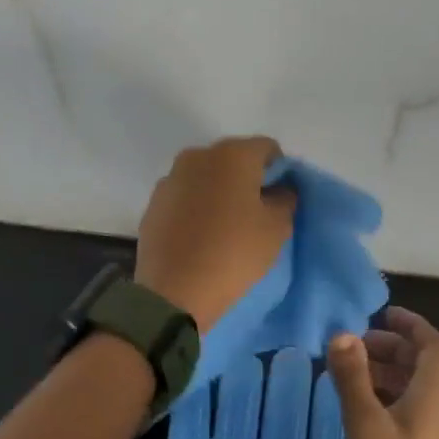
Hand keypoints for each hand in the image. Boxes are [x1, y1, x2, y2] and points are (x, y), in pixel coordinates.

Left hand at [135, 137, 295, 333]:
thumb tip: (279, 189)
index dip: (279, 170)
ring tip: (225, 227)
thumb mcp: (276, 228)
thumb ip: (284, 199)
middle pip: (232, 159)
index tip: (280, 198)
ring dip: (218, 192)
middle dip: (246, 179)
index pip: (266, 148)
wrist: (174, 290)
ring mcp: (170, 179)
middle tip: (255, 212)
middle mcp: (197, 156)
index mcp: (231, 154)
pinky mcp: (153, 204)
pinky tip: (199, 236)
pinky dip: (195, 208)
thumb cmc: (234, 253)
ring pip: (205, 177)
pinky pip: (184, 197)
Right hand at [327, 307, 438, 438]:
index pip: (434, 347)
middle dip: (390, 347)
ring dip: (383, 372)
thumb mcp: (366, 423)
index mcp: (430, 398)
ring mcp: (426, 437)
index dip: (412, 325)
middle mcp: (434, 412)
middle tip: (354, 345)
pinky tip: (354, 408)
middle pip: (420, 366)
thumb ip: (352, 377)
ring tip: (347, 371)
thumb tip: (342, 335)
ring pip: (410, 389)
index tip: (383, 313)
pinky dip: (380, 398)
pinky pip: (401, 412)